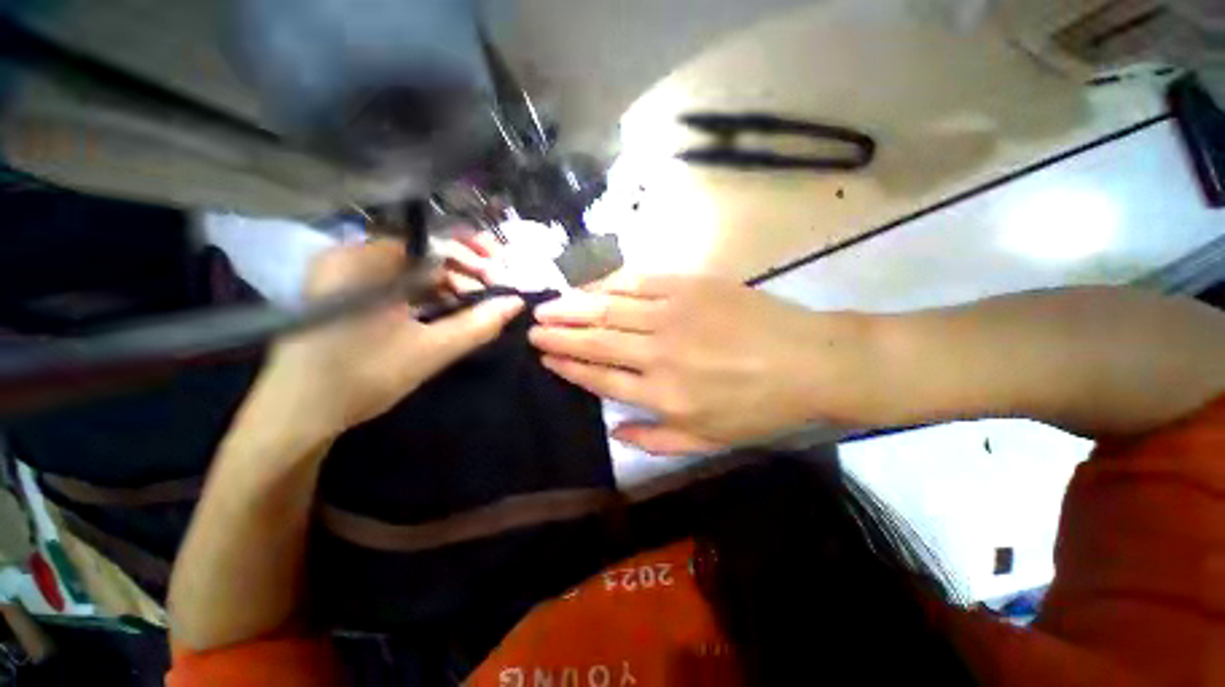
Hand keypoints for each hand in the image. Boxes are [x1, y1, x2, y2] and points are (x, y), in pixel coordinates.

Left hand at [255, 240, 523, 438]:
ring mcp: (345, 277)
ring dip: (448, 284)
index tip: (500, 272)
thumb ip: (479, 324)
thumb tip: (516, 302)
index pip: (429, 241)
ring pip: (411, 270)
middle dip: (462, 270)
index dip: (470, 253)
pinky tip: (448, 310)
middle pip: (421, 252)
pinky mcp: (347, 295)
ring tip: (475, 304)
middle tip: (492, 291)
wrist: (298, 416)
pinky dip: (426, 295)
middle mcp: (350, 259)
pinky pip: (397, 284)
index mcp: (362, 263)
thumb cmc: (362, 378)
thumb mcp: (431, 351)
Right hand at [529, 274, 870, 454]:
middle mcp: (658, 353)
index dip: (568, 366)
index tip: (546, 357)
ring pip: (609, 309)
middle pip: (595, 340)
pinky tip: (593, 286)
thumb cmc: (761, 407)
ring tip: (548, 306)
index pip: (599, 377)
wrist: (810, 362)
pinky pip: (639, 281)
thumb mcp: (710, 440)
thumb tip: (615, 432)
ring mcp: (673, 314)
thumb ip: (656, 440)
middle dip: (559, 334)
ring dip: (574, 307)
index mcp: (661, 395)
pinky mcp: (689, 286)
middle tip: (533, 327)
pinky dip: (610, 284)